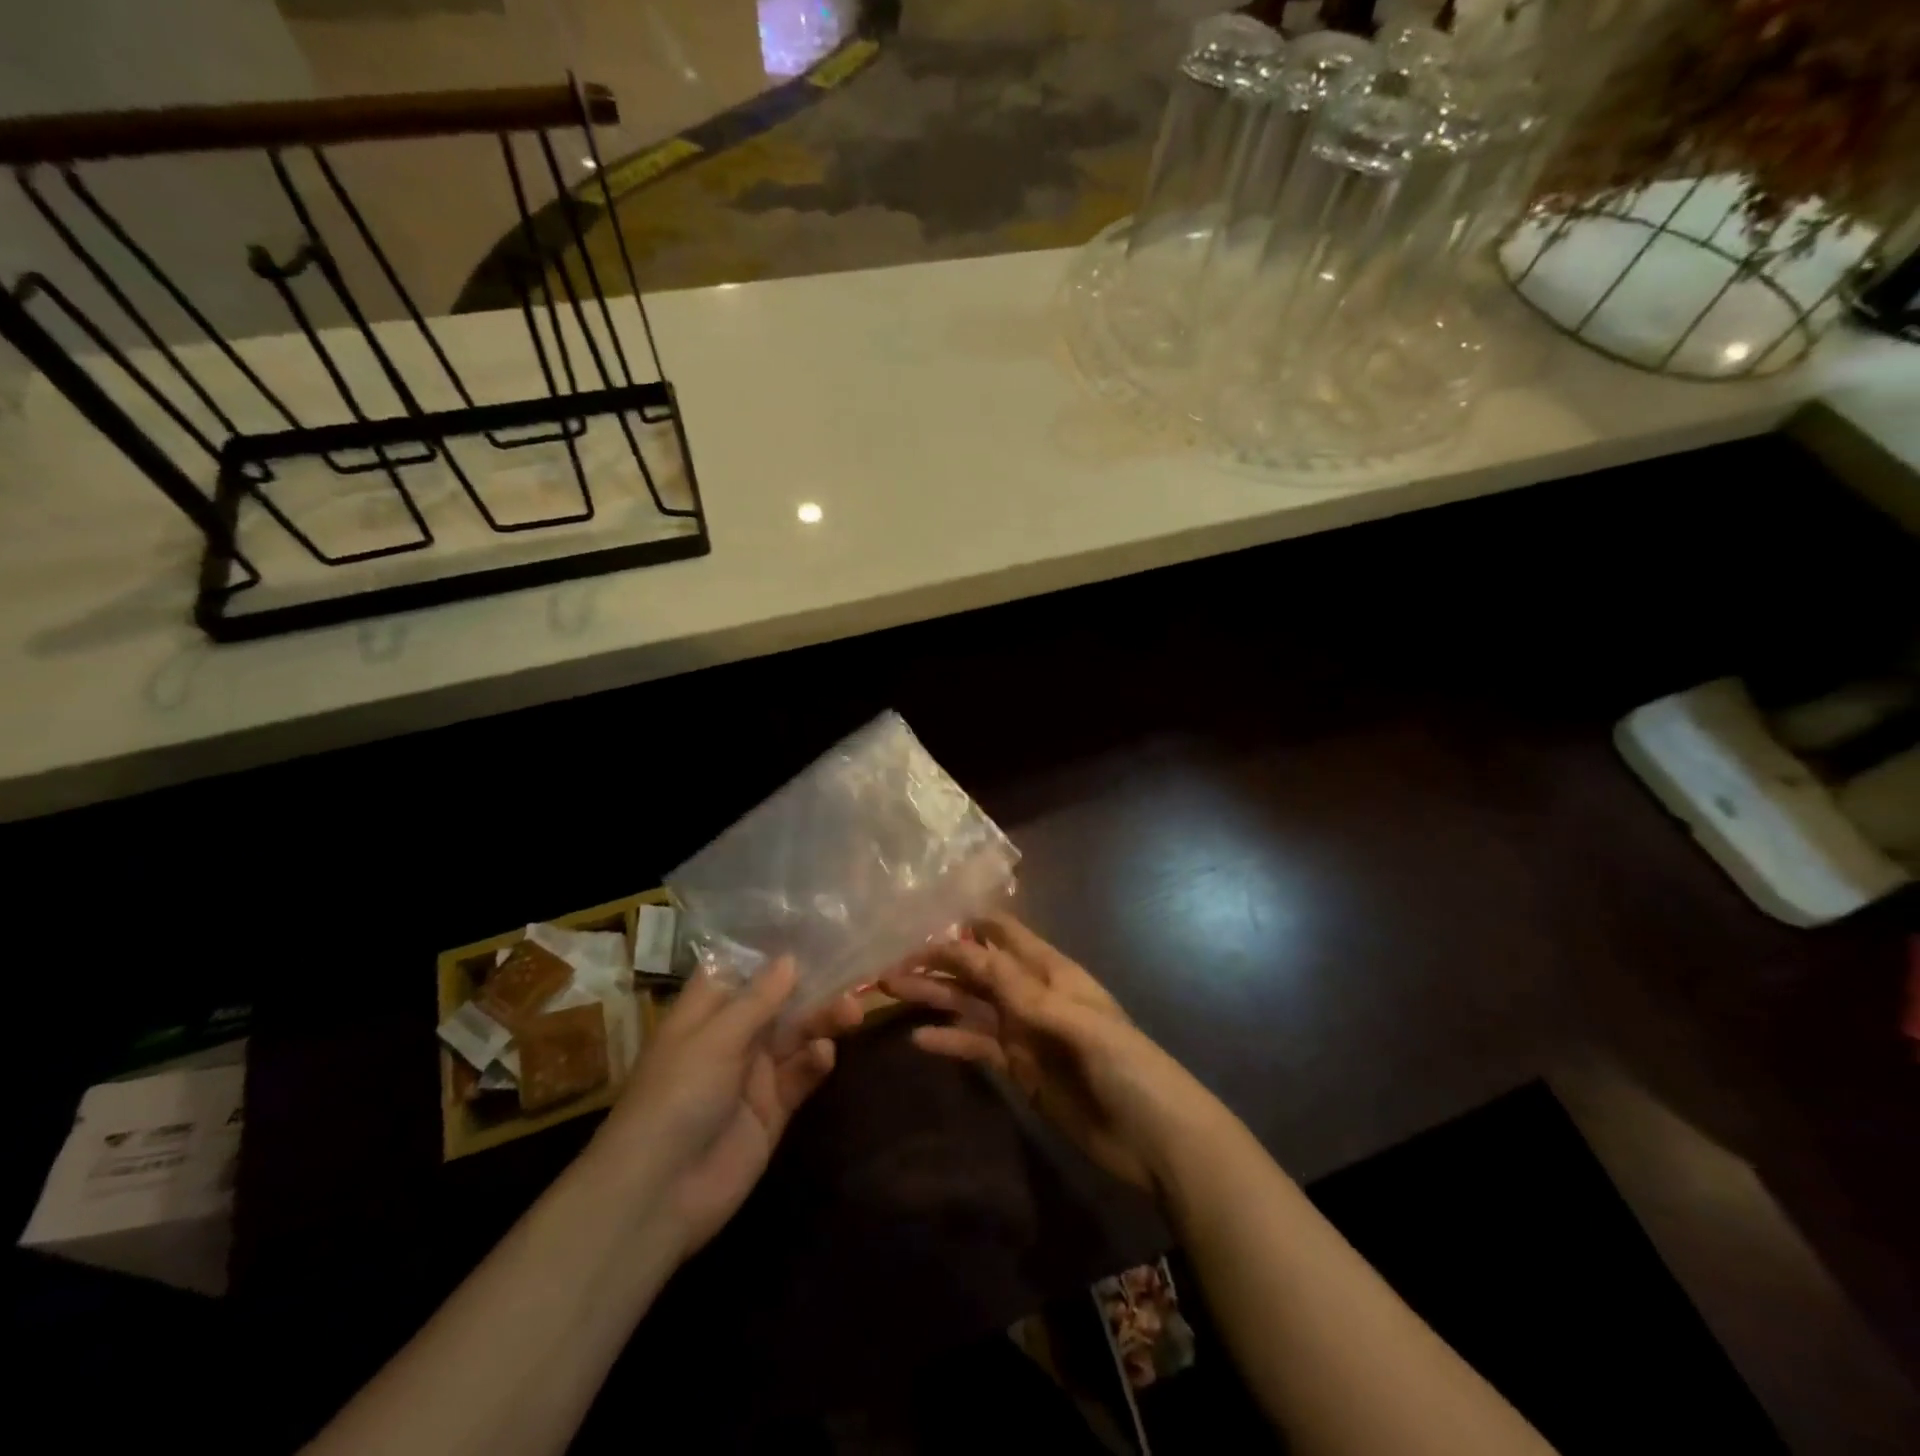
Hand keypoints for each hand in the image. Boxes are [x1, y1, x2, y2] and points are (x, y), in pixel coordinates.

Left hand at [589, 960, 862, 1256]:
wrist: (659, 1194)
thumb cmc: (676, 1097)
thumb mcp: (716, 1039)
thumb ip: (758, 999)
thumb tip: (791, 958)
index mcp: (706, 1013)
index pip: (741, 970)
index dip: (773, 952)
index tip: (816, 928)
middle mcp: (732, 1037)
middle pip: (779, 1001)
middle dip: (813, 987)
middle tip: (852, 977)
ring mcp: (753, 1074)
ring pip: (797, 1035)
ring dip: (823, 1021)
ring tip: (851, 1012)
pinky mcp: (773, 1109)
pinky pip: (801, 1075)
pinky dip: (815, 1062)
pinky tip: (824, 1055)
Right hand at [882, 916, 1216, 1194]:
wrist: (1156, 1139)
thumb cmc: (1129, 1068)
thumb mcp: (1081, 1025)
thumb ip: (1026, 993)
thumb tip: (975, 956)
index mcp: (1053, 974)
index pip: (1005, 937)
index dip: (969, 927)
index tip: (922, 922)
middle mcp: (1033, 996)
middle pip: (979, 971)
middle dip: (939, 964)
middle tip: (890, 965)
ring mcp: (1025, 1034)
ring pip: (972, 1006)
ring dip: (936, 998)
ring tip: (892, 992)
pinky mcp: (1020, 1070)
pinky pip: (978, 1047)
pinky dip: (951, 1041)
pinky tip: (919, 1040)